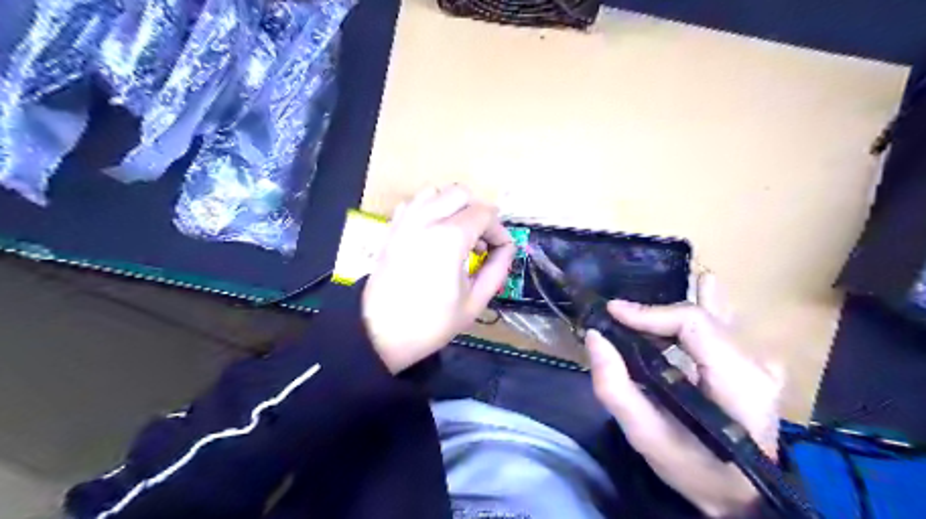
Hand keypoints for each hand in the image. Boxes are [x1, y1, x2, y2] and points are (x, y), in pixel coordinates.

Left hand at [361, 186, 516, 372]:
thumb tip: (506, 249)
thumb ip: (497, 269)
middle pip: (461, 193)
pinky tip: (434, 232)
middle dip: (478, 212)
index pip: (484, 213)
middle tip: (482, 240)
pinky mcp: (391, 228)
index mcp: (449, 238)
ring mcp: (404, 221)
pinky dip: (429, 208)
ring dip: (453, 206)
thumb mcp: (474, 302)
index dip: (499, 230)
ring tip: (458, 233)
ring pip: (435, 191)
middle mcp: (426, 220)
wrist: (380, 334)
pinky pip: (413, 203)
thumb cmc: (430, 323)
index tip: (501, 250)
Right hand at [585, 274, 779, 516]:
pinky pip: (725, 326)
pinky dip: (704, 310)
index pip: (693, 323)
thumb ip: (615, 388)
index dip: (649, 312)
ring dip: (685, 301)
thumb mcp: (646, 437)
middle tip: (621, 315)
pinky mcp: (756, 366)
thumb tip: (595, 337)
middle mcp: (756, 363)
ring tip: (667, 285)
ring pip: (717, 315)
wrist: (744, 498)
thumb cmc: (696, 469)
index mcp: (737, 380)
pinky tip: (700, 291)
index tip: (612, 312)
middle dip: (657, 311)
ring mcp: (762, 363)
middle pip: (701, 316)